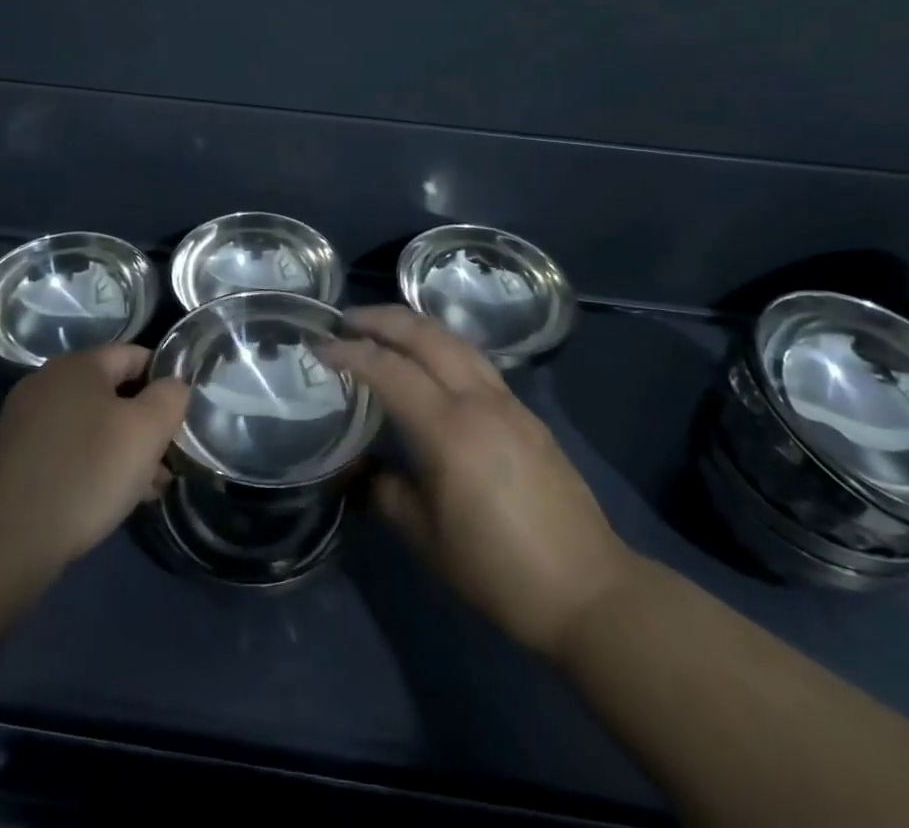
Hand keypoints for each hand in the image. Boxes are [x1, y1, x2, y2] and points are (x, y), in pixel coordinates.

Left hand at [0, 344, 189, 575]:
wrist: (7, 541)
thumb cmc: (86, 473)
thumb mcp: (146, 430)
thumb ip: (170, 397)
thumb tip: (174, 387)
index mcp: (78, 364)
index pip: (136, 355)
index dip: (166, 382)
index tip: (182, 418)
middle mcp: (48, 382)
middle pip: (114, 391)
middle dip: (145, 423)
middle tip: (169, 459)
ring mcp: (27, 420)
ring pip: (93, 423)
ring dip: (124, 448)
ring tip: (149, 486)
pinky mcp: (17, 457)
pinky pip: (69, 447)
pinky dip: (94, 463)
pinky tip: (112, 497)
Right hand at [323, 305, 633, 656]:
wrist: (587, 589)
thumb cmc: (498, 570)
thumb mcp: (427, 539)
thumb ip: (388, 493)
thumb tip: (368, 470)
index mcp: (448, 429)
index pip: (389, 370)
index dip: (351, 352)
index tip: (321, 346)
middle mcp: (479, 401)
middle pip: (426, 335)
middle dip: (382, 319)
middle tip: (348, 319)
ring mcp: (508, 402)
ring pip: (456, 341)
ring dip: (416, 326)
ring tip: (385, 329)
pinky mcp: (527, 413)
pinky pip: (476, 362)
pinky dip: (443, 347)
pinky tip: (432, 364)